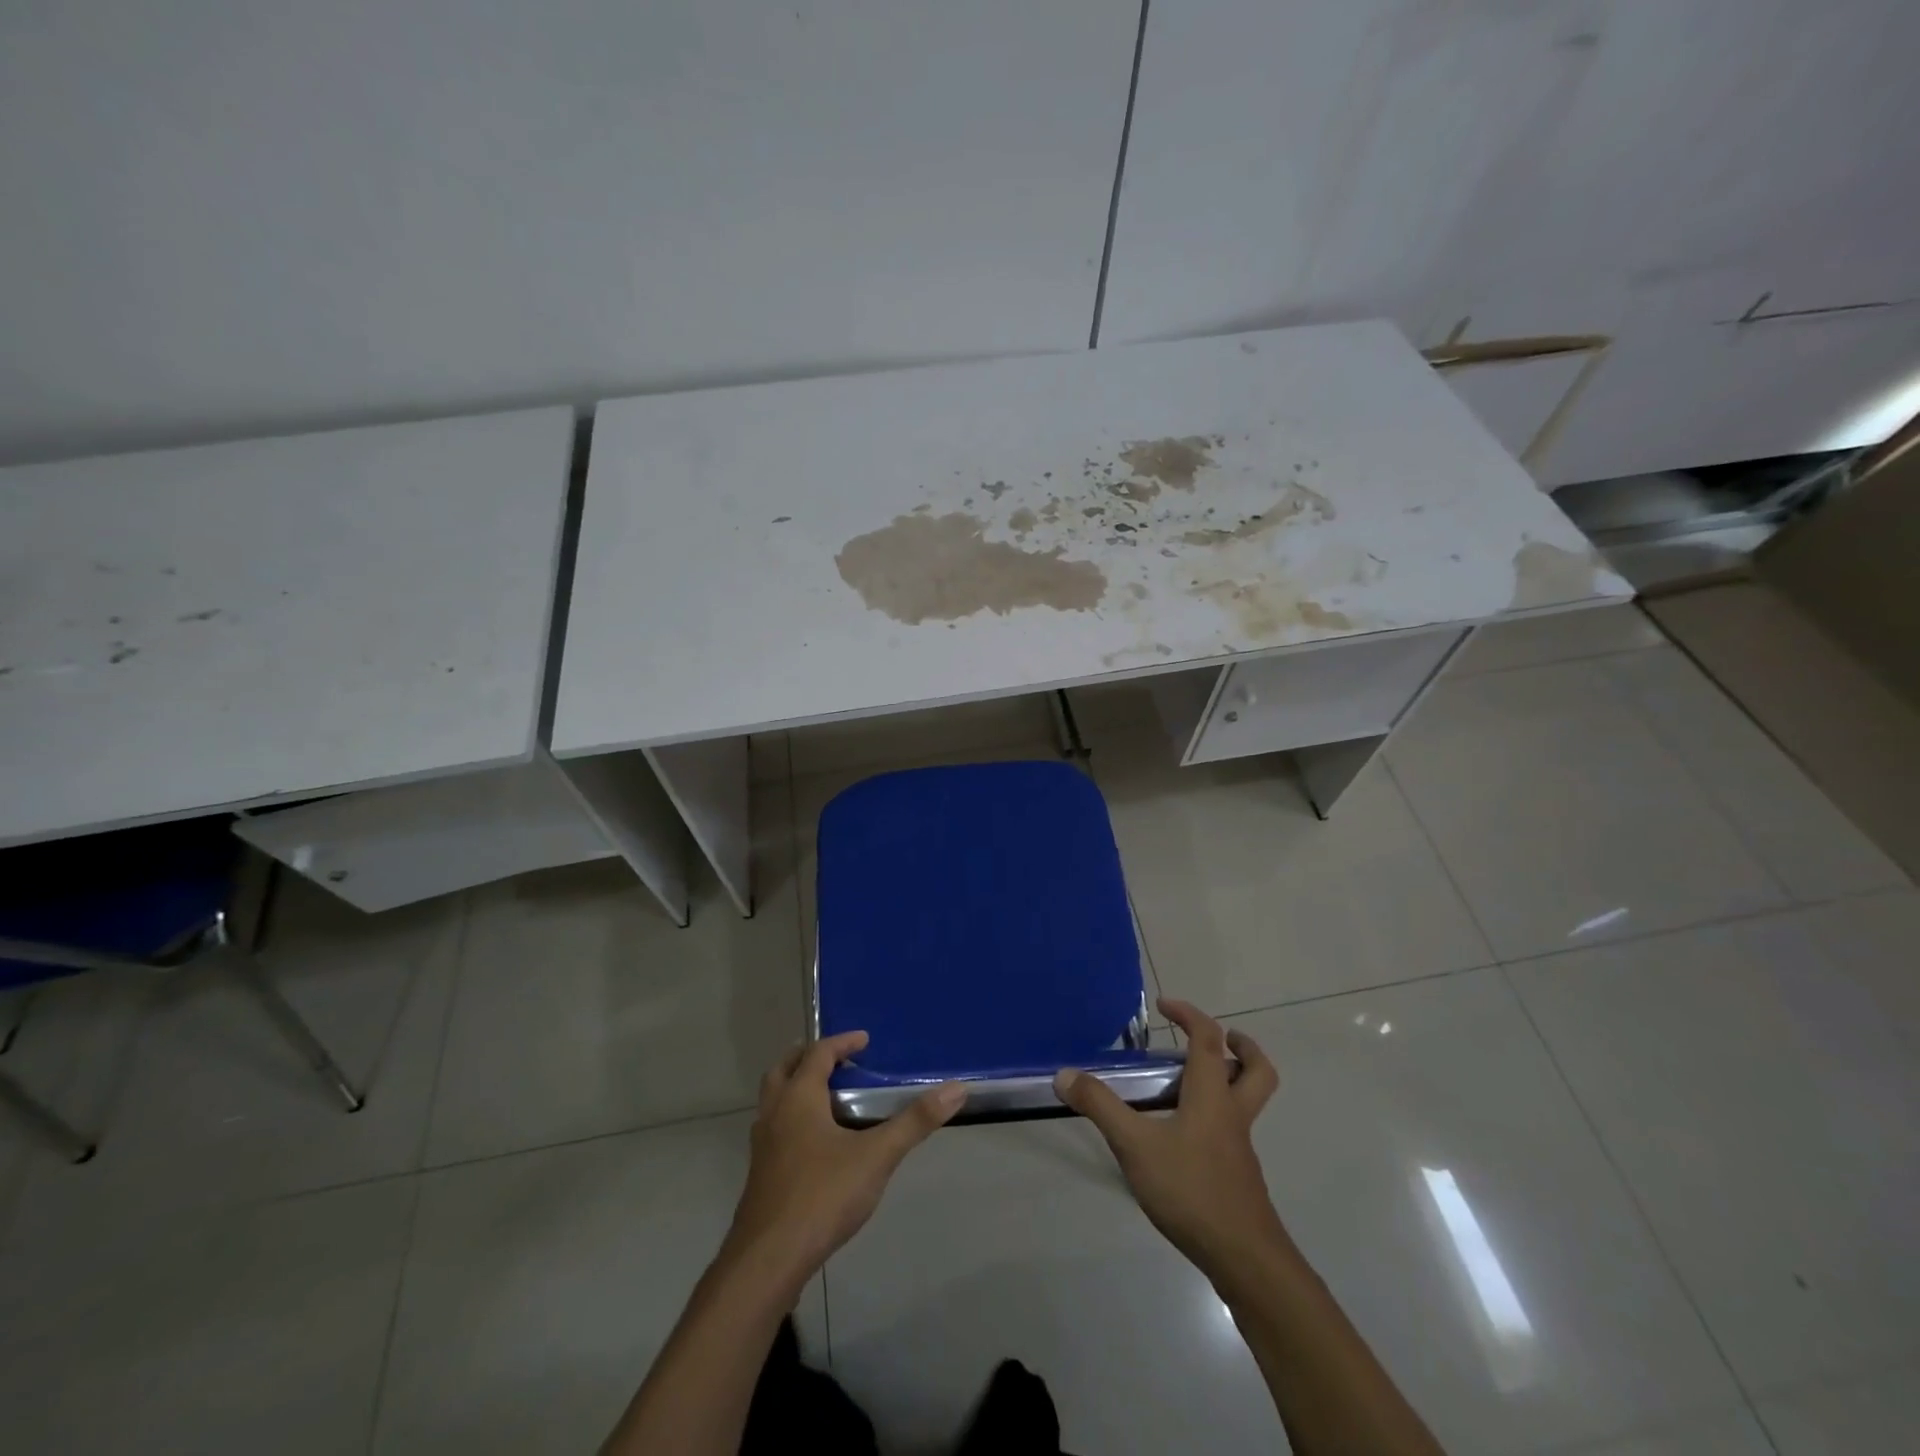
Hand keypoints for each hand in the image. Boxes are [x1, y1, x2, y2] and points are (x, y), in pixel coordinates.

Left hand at [723, 1031, 965, 1287]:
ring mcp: (763, 1145)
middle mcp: (775, 1113)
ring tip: (828, 1098)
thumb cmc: (822, 1196)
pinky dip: (793, 1118)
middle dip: (809, 1058)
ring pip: (774, 1100)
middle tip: (837, 1060)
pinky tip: (816, 1145)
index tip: (865, 1040)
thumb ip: (915, 1122)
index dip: (842, 1042)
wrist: (768, 1261)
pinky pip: (775, 1129)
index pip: (819, 1053)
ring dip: (796, 1088)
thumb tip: (956, 1089)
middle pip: (784, 1069)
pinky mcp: (761, 1174)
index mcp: (799, 1097)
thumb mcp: (877, 1156)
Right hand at [1054, 999, 1282, 1282]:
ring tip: (1190, 1083)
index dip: (1189, 1014)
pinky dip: (1216, 1118)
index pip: (1208, 1039)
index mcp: (1212, 1096)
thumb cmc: (1191, 1190)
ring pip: (1248, 1102)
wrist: (1244, 1260)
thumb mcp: (1135, 1145)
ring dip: (1230, 1081)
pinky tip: (1182, 1137)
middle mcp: (1232, 1114)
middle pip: (1256, 1070)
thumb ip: (1100, 1107)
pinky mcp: (1238, 1176)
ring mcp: (1239, 1148)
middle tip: (1219, 1039)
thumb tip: (1065, 1074)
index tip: (1164, 1005)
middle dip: (1242, 1048)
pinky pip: (1233, 1131)